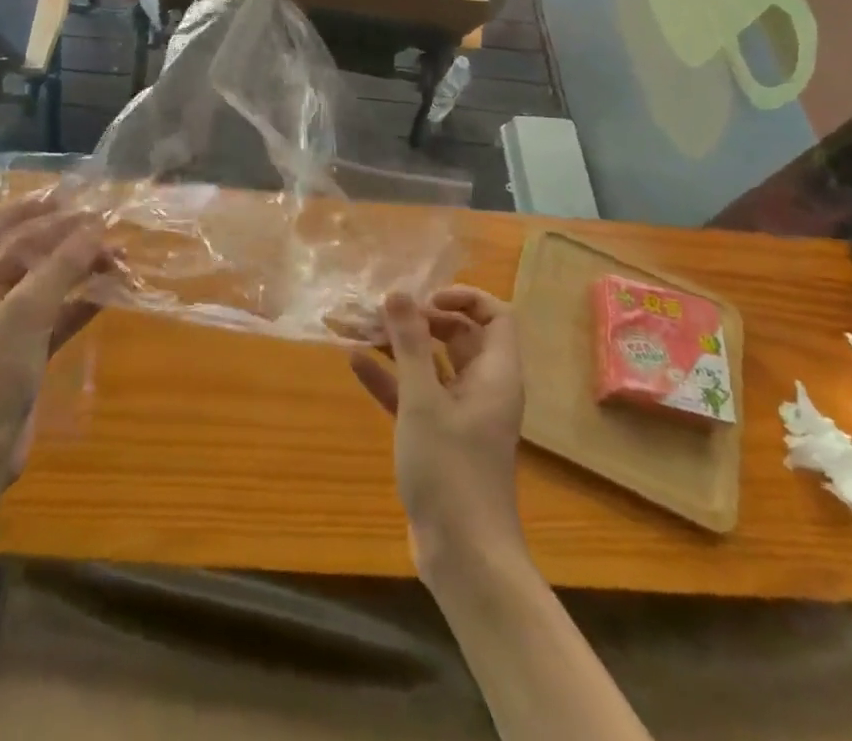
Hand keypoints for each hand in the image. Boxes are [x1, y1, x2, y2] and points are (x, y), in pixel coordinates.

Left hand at [0, 192, 115, 477]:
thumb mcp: (25, 312)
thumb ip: (61, 266)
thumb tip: (95, 227)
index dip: (28, 207)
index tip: (68, 198)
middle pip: (27, 251)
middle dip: (67, 239)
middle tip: (107, 230)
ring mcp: (6, 325)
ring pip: (48, 283)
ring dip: (81, 269)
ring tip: (121, 260)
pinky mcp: (26, 352)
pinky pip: (59, 315)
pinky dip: (83, 302)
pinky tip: (113, 292)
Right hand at [350, 288, 527, 580]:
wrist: (464, 557)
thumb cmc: (451, 470)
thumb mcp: (425, 402)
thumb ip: (411, 345)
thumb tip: (399, 293)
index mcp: (495, 375)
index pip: (496, 316)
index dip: (464, 298)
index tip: (425, 298)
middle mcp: (482, 387)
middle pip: (459, 335)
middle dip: (420, 318)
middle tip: (383, 310)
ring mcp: (459, 414)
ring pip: (431, 364)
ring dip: (399, 345)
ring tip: (360, 325)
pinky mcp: (437, 436)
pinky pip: (414, 394)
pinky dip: (389, 377)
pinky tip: (355, 362)